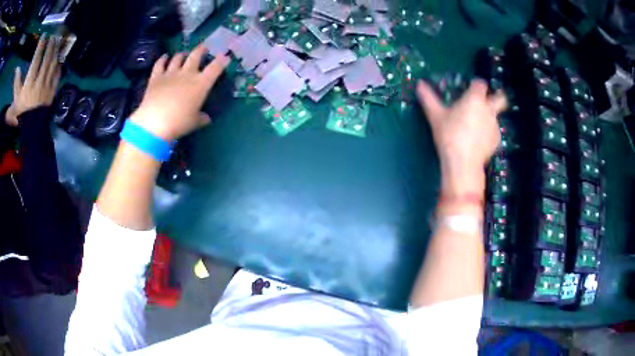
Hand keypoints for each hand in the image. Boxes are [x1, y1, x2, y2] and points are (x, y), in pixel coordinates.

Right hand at [5, 35, 60, 126]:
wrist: (31, 129)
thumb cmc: (21, 114)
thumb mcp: (15, 101)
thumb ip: (16, 84)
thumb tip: (17, 70)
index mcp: (29, 84)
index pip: (36, 61)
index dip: (40, 47)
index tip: (44, 36)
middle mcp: (38, 83)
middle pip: (46, 59)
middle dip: (50, 45)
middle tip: (53, 36)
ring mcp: (46, 87)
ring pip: (52, 65)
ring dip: (55, 51)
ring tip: (57, 41)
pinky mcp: (52, 92)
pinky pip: (57, 75)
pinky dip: (59, 66)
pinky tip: (60, 58)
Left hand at [131, 45, 229, 141]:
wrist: (155, 122)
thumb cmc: (179, 123)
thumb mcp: (195, 122)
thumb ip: (202, 118)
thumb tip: (206, 118)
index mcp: (201, 83)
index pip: (215, 67)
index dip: (221, 60)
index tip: (225, 57)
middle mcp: (187, 74)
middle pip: (196, 55)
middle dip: (201, 50)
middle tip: (203, 48)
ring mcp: (170, 73)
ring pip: (178, 57)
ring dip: (182, 54)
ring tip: (183, 54)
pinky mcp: (156, 77)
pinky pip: (160, 64)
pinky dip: (163, 59)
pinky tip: (165, 56)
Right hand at [417, 79, 506, 194]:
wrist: (463, 163)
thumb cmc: (449, 135)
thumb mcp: (435, 116)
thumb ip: (428, 98)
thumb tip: (419, 84)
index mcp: (475, 99)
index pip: (481, 83)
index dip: (476, 84)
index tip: (470, 88)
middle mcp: (489, 109)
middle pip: (501, 98)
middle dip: (497, 97)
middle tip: (487, 101)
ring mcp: (495, 125)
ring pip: (496, 116)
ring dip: (488, 117)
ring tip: (475, 127)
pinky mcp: (497, 141)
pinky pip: (494, 132)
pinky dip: (488, 133)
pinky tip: (478, 141)